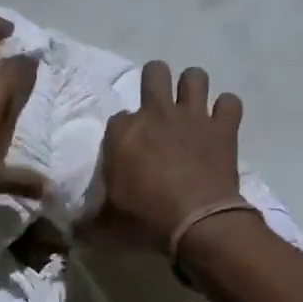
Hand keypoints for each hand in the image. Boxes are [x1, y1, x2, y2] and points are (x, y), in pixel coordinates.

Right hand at [81, 61, 245, 252]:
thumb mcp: (107, 222)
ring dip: (193, 88)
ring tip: (191, 105)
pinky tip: (221, 123)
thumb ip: (90, 219)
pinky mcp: (223, 128)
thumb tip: (72, 230)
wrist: (196, 222)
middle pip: (155, 71)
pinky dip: (226, 111)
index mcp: (123, 132)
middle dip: (155, 80)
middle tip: (159, 104)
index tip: (128, 150)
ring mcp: (192, 117)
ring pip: (195, 76)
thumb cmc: (146, 218)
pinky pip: (230, 103)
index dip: (123, 132)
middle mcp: (157, 113)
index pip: (118, 118)